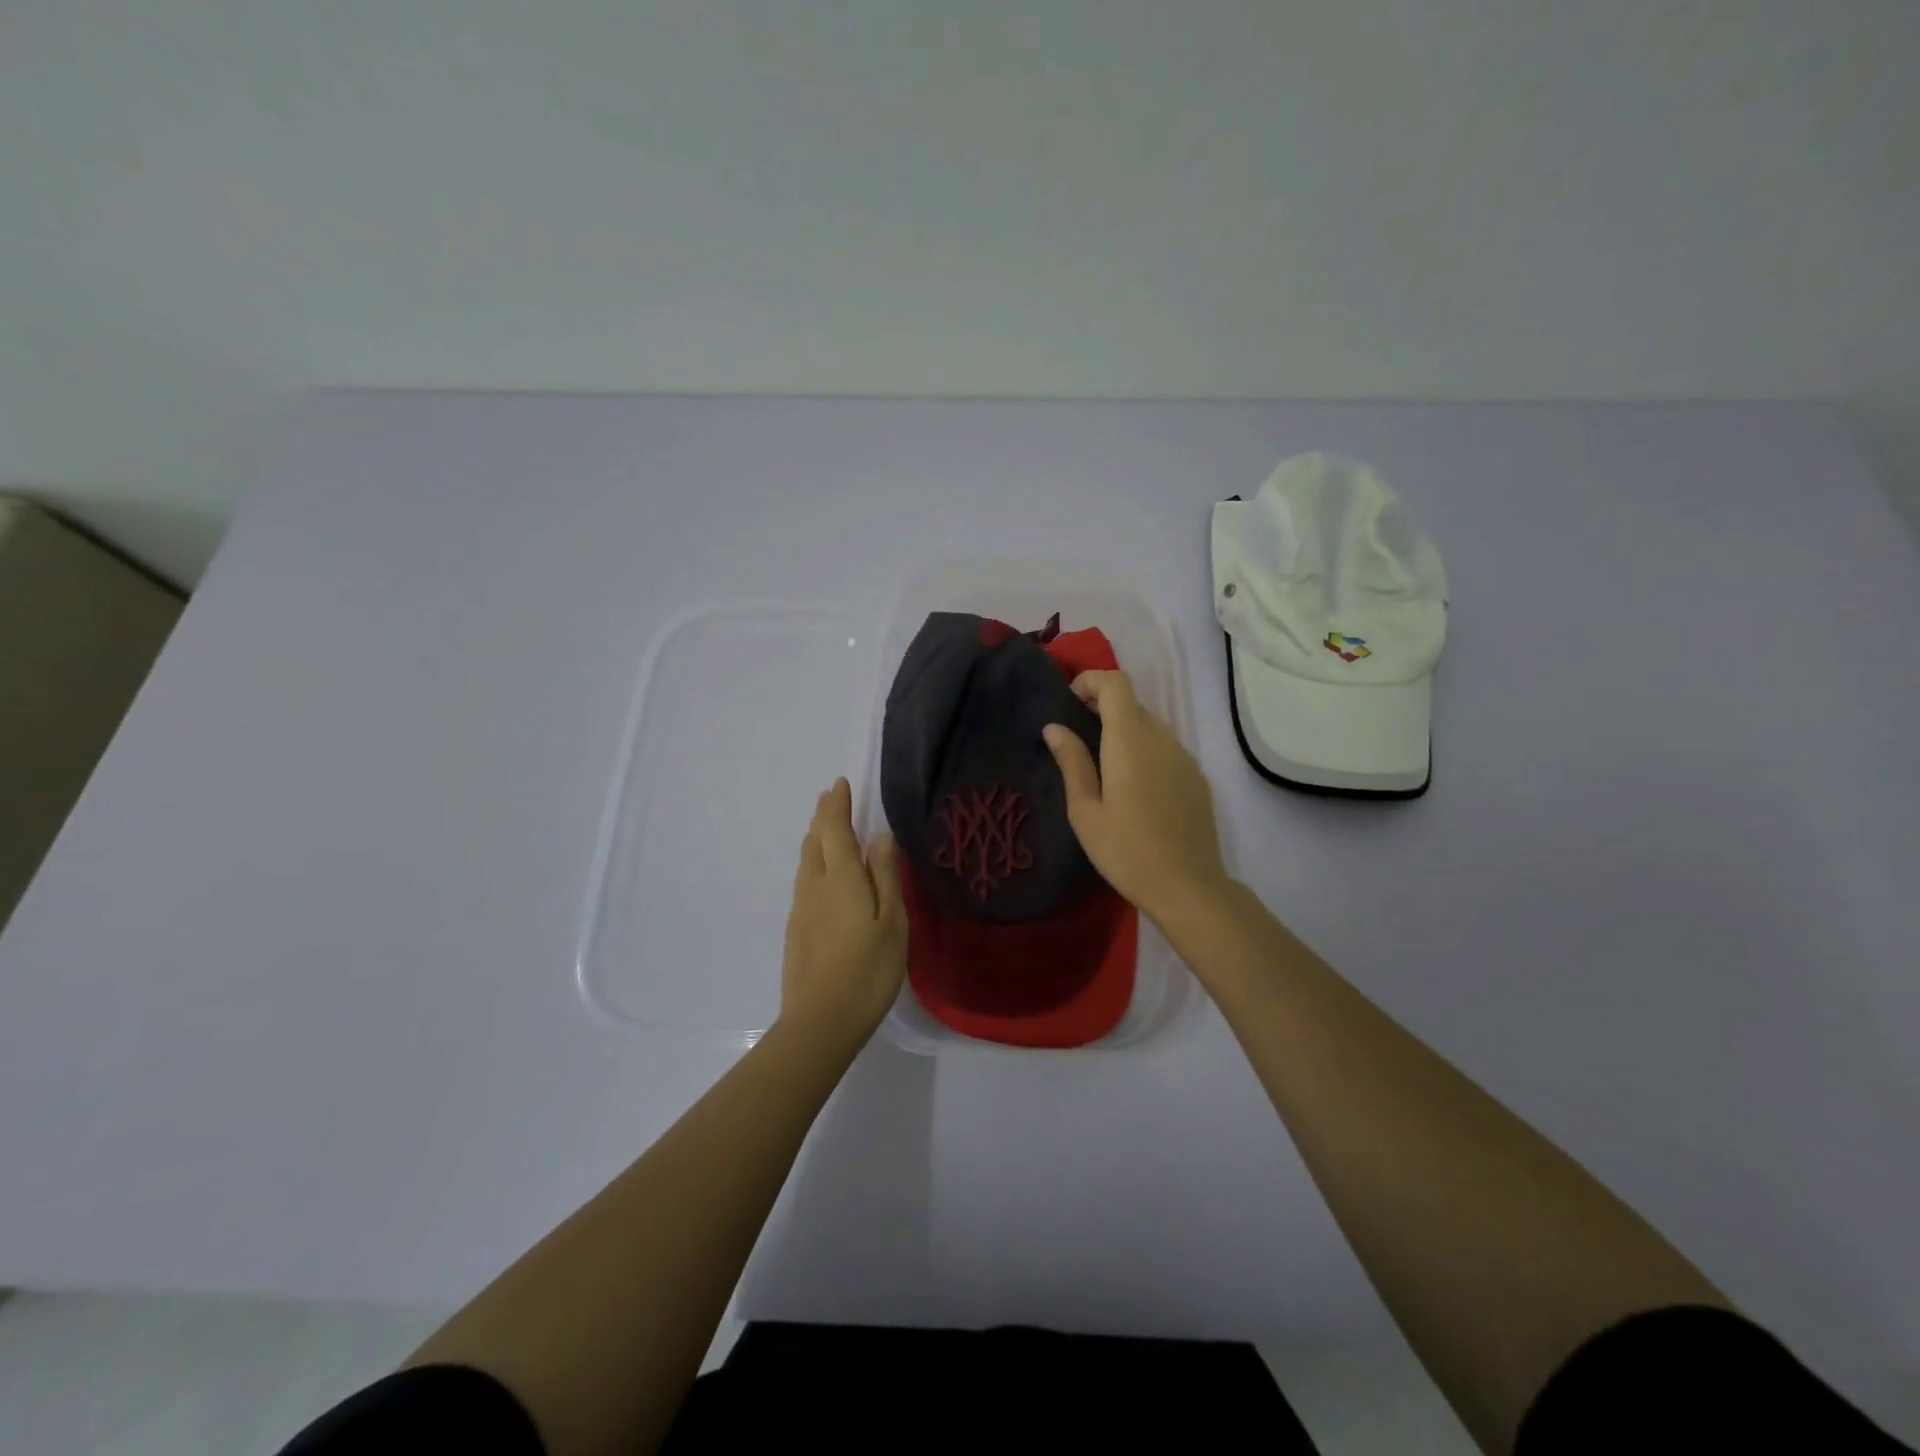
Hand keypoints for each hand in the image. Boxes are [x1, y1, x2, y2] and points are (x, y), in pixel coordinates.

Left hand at [778, 778, 907, 1049]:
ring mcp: (801, 909)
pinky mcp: (797, 931)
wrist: (820, 1022)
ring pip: (806, 862)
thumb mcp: (891, 921)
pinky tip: (823, 876)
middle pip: (814, 841)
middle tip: (831, 799)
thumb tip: (879, 836)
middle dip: (823, 817)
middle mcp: (814, 886)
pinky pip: (805, 881)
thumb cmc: (867, 970)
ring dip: (816, 839)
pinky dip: (814, 863)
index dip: (836, 805)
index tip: (839, 784)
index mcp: (840, 878)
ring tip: (826, 829)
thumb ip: (885, 875)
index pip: (834, 829)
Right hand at [1043, 670, 1231, 925]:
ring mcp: (1184, 757)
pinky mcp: (1197, 777)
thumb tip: (1054, 727)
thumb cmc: (1126, 850)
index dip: (1090, 681)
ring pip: (1150, 725)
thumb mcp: (1085, 811)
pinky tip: (1134, 788)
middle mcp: (1162, 738)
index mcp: (1130, 740)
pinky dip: (1145, 750)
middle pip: (1132, 702)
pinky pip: (1166, 748)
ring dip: (1124, 730)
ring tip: (1103, 766)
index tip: (1069, 704)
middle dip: (1102, 707)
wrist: (1188, 887)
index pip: (1115, 683)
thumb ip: (1072, 762)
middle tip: (1077, 738)